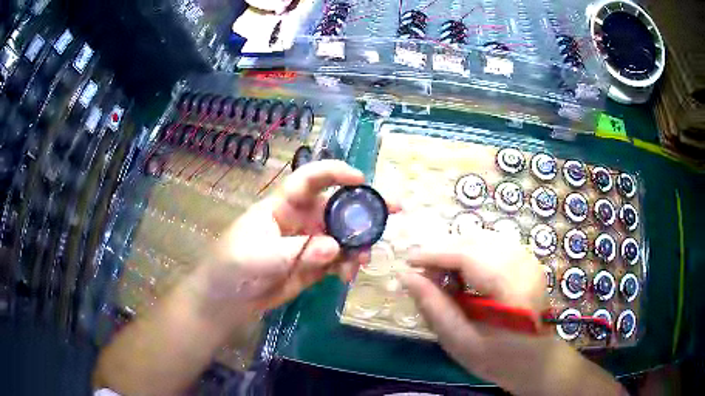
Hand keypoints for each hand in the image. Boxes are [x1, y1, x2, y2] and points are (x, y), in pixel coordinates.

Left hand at [196, 160, 398, 312]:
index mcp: (284, 205)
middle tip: (394, 211)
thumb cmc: (233, 266)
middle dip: (365, 207)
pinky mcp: (314, 265)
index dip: (335, 173)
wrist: (228, 299)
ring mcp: (310, 243)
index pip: (310, 179)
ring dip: (358, 244)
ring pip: (344, 235)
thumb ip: (296, 251)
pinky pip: (339, 260)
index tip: (360, 180)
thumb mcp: (258, 256)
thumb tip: (334, 247)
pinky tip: (347, 276)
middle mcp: (301, 219)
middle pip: (337, 206)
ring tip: (361, 261)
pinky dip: (348, 265)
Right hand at [400, 230, 622, 395]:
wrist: (534, 360)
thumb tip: (407, 276)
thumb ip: (434, 308)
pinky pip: (493, 245)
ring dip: (456, 251)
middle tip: (423, 273)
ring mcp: (528, 259)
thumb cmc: (497, 358)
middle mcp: (523, 264)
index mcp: (512, 288)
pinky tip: (463, 274)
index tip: (407, 262)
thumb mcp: (460, 342)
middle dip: (443, 251)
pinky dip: (471, 253)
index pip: (468, 255)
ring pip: (483, 238)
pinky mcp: (527, 260)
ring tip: (441, 275)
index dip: (434, 254)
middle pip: (475, 241)